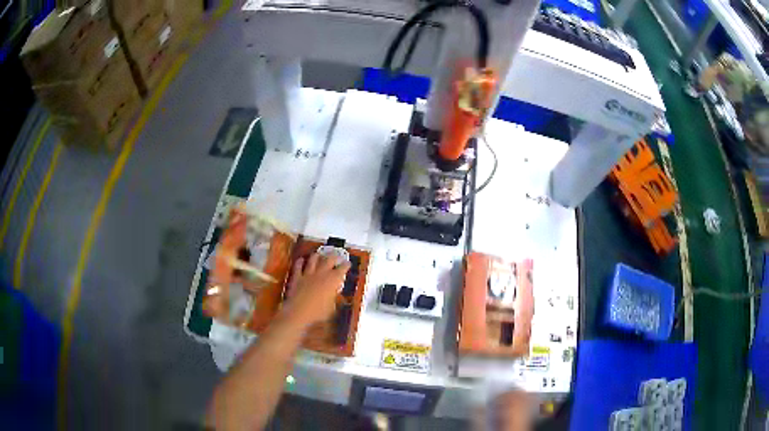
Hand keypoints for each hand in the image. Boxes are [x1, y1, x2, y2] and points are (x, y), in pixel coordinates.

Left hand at [280, 253, 350, 327]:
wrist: (298, 312)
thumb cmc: (318, 313)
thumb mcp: (331, 308)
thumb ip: (333, 299)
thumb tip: (334, 297)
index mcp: (332, 281)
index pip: (342, 269)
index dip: (346, 265)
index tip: (347, 263)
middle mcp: (321, 274)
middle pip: (329, 259)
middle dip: (334, 256)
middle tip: (336, 255)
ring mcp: (308, 274)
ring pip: (313, 259)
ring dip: (317, 256)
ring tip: (319, 254)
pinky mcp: (297, 277)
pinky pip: (298, 266)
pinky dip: (300, 262)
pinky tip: (301, 259)